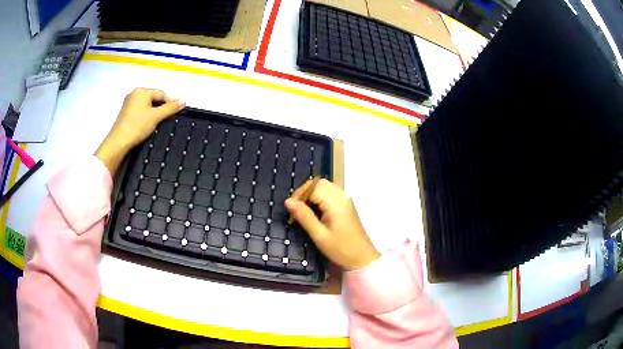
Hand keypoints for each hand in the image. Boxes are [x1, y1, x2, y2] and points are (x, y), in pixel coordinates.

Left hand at [96, 88, 184, 173]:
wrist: (119, 142)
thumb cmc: (136, 127)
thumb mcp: (156, 117)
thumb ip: (170, 108)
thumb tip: (183, 101)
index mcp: (142, 91)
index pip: (161, 94)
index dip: (170, 103)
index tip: (174, 113)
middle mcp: (134, 93)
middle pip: (153, 98)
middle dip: (160, 107)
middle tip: (165, 119)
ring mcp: (128, 102)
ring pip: (146, 104)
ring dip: (153, 112)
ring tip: (156, 123)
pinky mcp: (125, 112)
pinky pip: (139, 109)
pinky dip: (145, 115)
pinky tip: (146, 125)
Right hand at [285, 179, 379, 270]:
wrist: (362, 259)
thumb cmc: (340, 249)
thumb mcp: (319, 235)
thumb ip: (304, 216)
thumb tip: (288, 201)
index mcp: (336, 202)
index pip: (313, 187)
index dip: (299, 195)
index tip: (290, 210)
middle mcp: (341, 196)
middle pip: (319, 183)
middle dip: (304, 193)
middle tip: (295, 210)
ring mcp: (345, 199)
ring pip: (324, 187)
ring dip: (311, 195)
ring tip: (303, 212)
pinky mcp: (346, 205)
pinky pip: (330, 194)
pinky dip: (319, 199)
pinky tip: (315, 213)